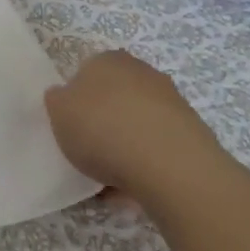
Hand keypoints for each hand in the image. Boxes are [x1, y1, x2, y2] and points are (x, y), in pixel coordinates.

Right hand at [44, 50, 222, 199]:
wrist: (169, 164)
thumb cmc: (103, 128)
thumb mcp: (58, 111)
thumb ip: (58, 100)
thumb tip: (65, 97)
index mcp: (108, 60)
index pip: (87, 72)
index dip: (77, 100)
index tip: (72, 127)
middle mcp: (142, 72)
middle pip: (115, 98)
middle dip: (104, 121)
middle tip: (89, 151)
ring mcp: (171, 102)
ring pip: (138, 124)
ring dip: (126, 146)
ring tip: (110, 180)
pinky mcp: (191, 134)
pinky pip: (157, 149)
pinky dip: (145, 166)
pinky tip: (134, 190)